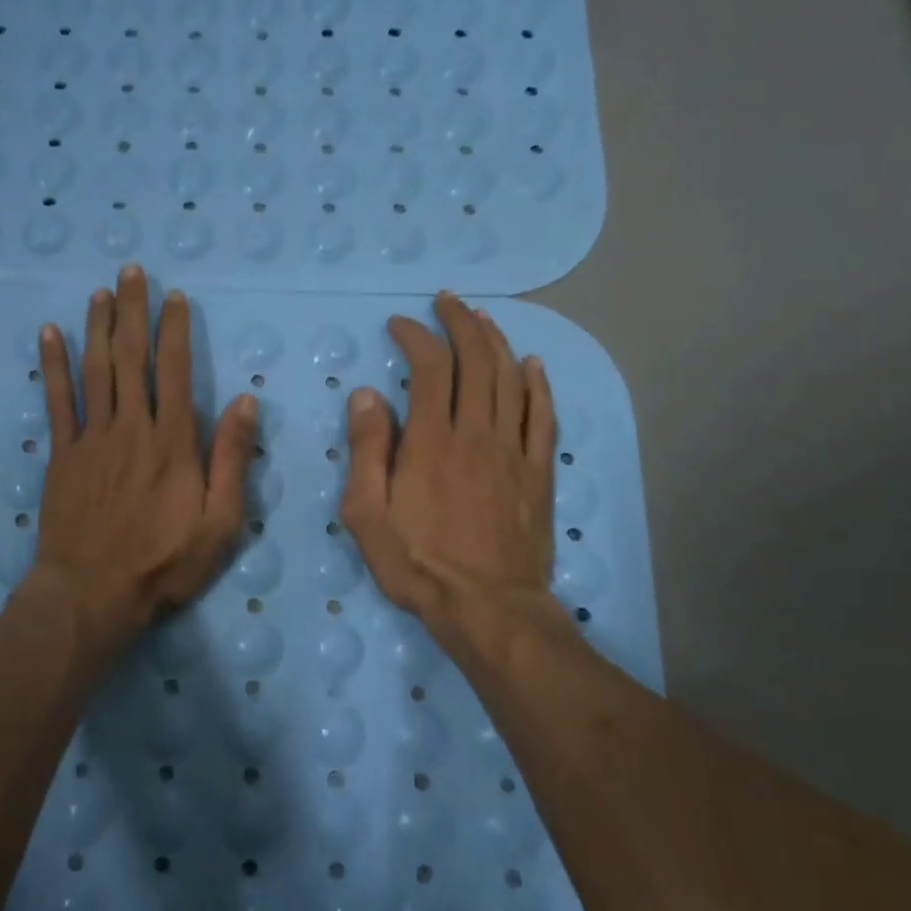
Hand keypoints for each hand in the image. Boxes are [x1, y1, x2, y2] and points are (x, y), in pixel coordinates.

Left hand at [29, 267, 259, 659]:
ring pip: (95, 369)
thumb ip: (231, 460)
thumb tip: (245, 402)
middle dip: (133, 311)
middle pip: (131, 358)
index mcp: (173, 442)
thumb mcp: (220, 523)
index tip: (174, 297)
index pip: (175, 371)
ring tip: (99, 291)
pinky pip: (56, 400)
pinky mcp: (62, 454)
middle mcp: (131, 427)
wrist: (92, 593)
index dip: (174, 330)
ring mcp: (91, 438)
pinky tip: (48, 334)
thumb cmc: (164, 563)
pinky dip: (51, 365)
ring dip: (97, 326)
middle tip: (131, 272)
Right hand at [339, 293, 566, 654]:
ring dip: (497, 341)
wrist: (487, 607)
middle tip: (446, 302)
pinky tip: (533, 364)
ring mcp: (514, 450)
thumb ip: (366, 450)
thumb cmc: (417, 563)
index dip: (416, 336)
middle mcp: (477, 433)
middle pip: (477, 360)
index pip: (430, 368)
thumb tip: (368, 394)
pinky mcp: (538, 472)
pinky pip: (544, 416)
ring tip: (482, 319)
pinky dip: (539, 384)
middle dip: (461, 323)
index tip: (400, 324)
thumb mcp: (366, 513)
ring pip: (512, 379)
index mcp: (431, 440)